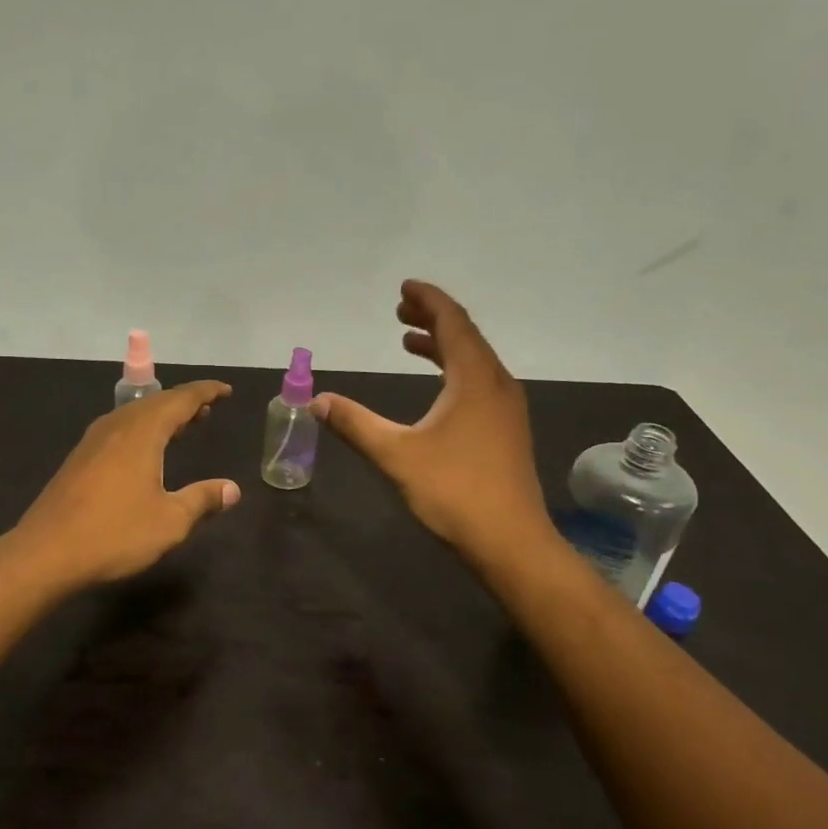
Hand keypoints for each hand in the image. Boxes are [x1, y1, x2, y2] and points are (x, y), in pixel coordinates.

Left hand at [14, 380, 239, 588]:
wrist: (45, 553)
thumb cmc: (114, 533)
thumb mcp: (169, 521)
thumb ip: (202, 500)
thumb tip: (232, 489)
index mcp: (142, 432)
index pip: (181, 399)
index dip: (206, 392)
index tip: (227, 390)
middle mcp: (116, 427)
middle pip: (156, 402)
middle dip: (184, 403)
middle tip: (208, 409)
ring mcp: (93, 442)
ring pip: (134, 415)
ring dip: (161, 416)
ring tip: (183, 426)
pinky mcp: (79, 459)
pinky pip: (119, 430)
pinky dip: (142, 430)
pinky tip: (144, 451)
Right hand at [312, 280, 553, 560]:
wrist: (510, 541)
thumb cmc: (454, 491)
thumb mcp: (396, 455)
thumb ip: (355, 424)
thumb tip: (316, 400)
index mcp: (475, 379)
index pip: (453, 323)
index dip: (428, 300)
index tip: (404, 287)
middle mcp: (497, 384)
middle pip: (466, 336)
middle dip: (433, 319)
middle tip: (399, 310)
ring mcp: (506, 408)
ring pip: (474, 361)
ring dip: (443, 345)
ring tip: (409, 340)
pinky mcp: (506, 430)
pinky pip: (479, 382)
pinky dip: (453, 371)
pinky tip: (436, 388)